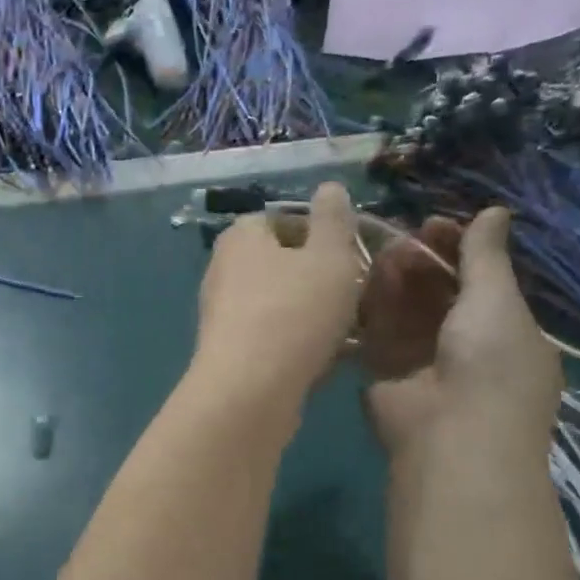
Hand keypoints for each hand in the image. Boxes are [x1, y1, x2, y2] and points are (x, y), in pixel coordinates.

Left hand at [193, 182, 362, 411]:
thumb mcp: (330, 255)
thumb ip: (334, 219)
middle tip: (357, 295)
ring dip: (314, 314)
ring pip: (280, 304)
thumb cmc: (294, 312)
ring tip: (351, 331)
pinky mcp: (229, 354)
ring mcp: (222, 315)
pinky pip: (273, 338)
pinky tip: (328, 361)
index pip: (284, 219)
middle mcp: (224, 270)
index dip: (322, 234)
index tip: (352, 256)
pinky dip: (299, 343)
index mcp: (241, 236)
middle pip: (283, 264)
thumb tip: (329, 188)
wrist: (250, 391)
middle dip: (321, 278)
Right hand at [361, 208, 562, 460]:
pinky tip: (365, 280)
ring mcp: (422, 360)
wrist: (451, 434)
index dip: (458, 250)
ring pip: (405, 308)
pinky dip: (372, 305)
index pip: (478, 280)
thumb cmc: (489, 362)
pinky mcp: (384, 372)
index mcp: (504, 331)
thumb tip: (496, 209)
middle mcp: (463, 344)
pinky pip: (377, 330)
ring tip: (384, 254)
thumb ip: (487, 255)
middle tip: (404, 240)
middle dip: (423, 262)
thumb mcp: (497, 300)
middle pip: (438, 292)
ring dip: (396, 279)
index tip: (434, 224)